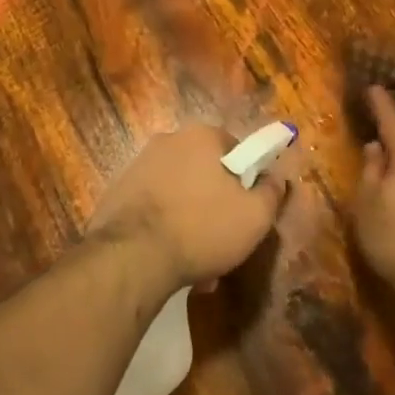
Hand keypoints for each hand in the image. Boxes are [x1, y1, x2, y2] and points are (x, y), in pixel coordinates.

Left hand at [89, 126, 290, 289]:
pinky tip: (168, 256)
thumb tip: (276, 177)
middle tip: (223, 237)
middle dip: (215, 200)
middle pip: (204, 170)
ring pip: (178, 190)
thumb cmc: (202, 228)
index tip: (247, 209)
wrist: (131, 255)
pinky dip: (164, 225)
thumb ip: (272, 192)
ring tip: (195, 258)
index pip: (236, 149)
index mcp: (202, 136)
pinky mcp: (118, 190)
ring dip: (190, 216)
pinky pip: (153, 205)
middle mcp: (168, 140)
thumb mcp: (255, 216)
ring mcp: (138, 164)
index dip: (246, 180)